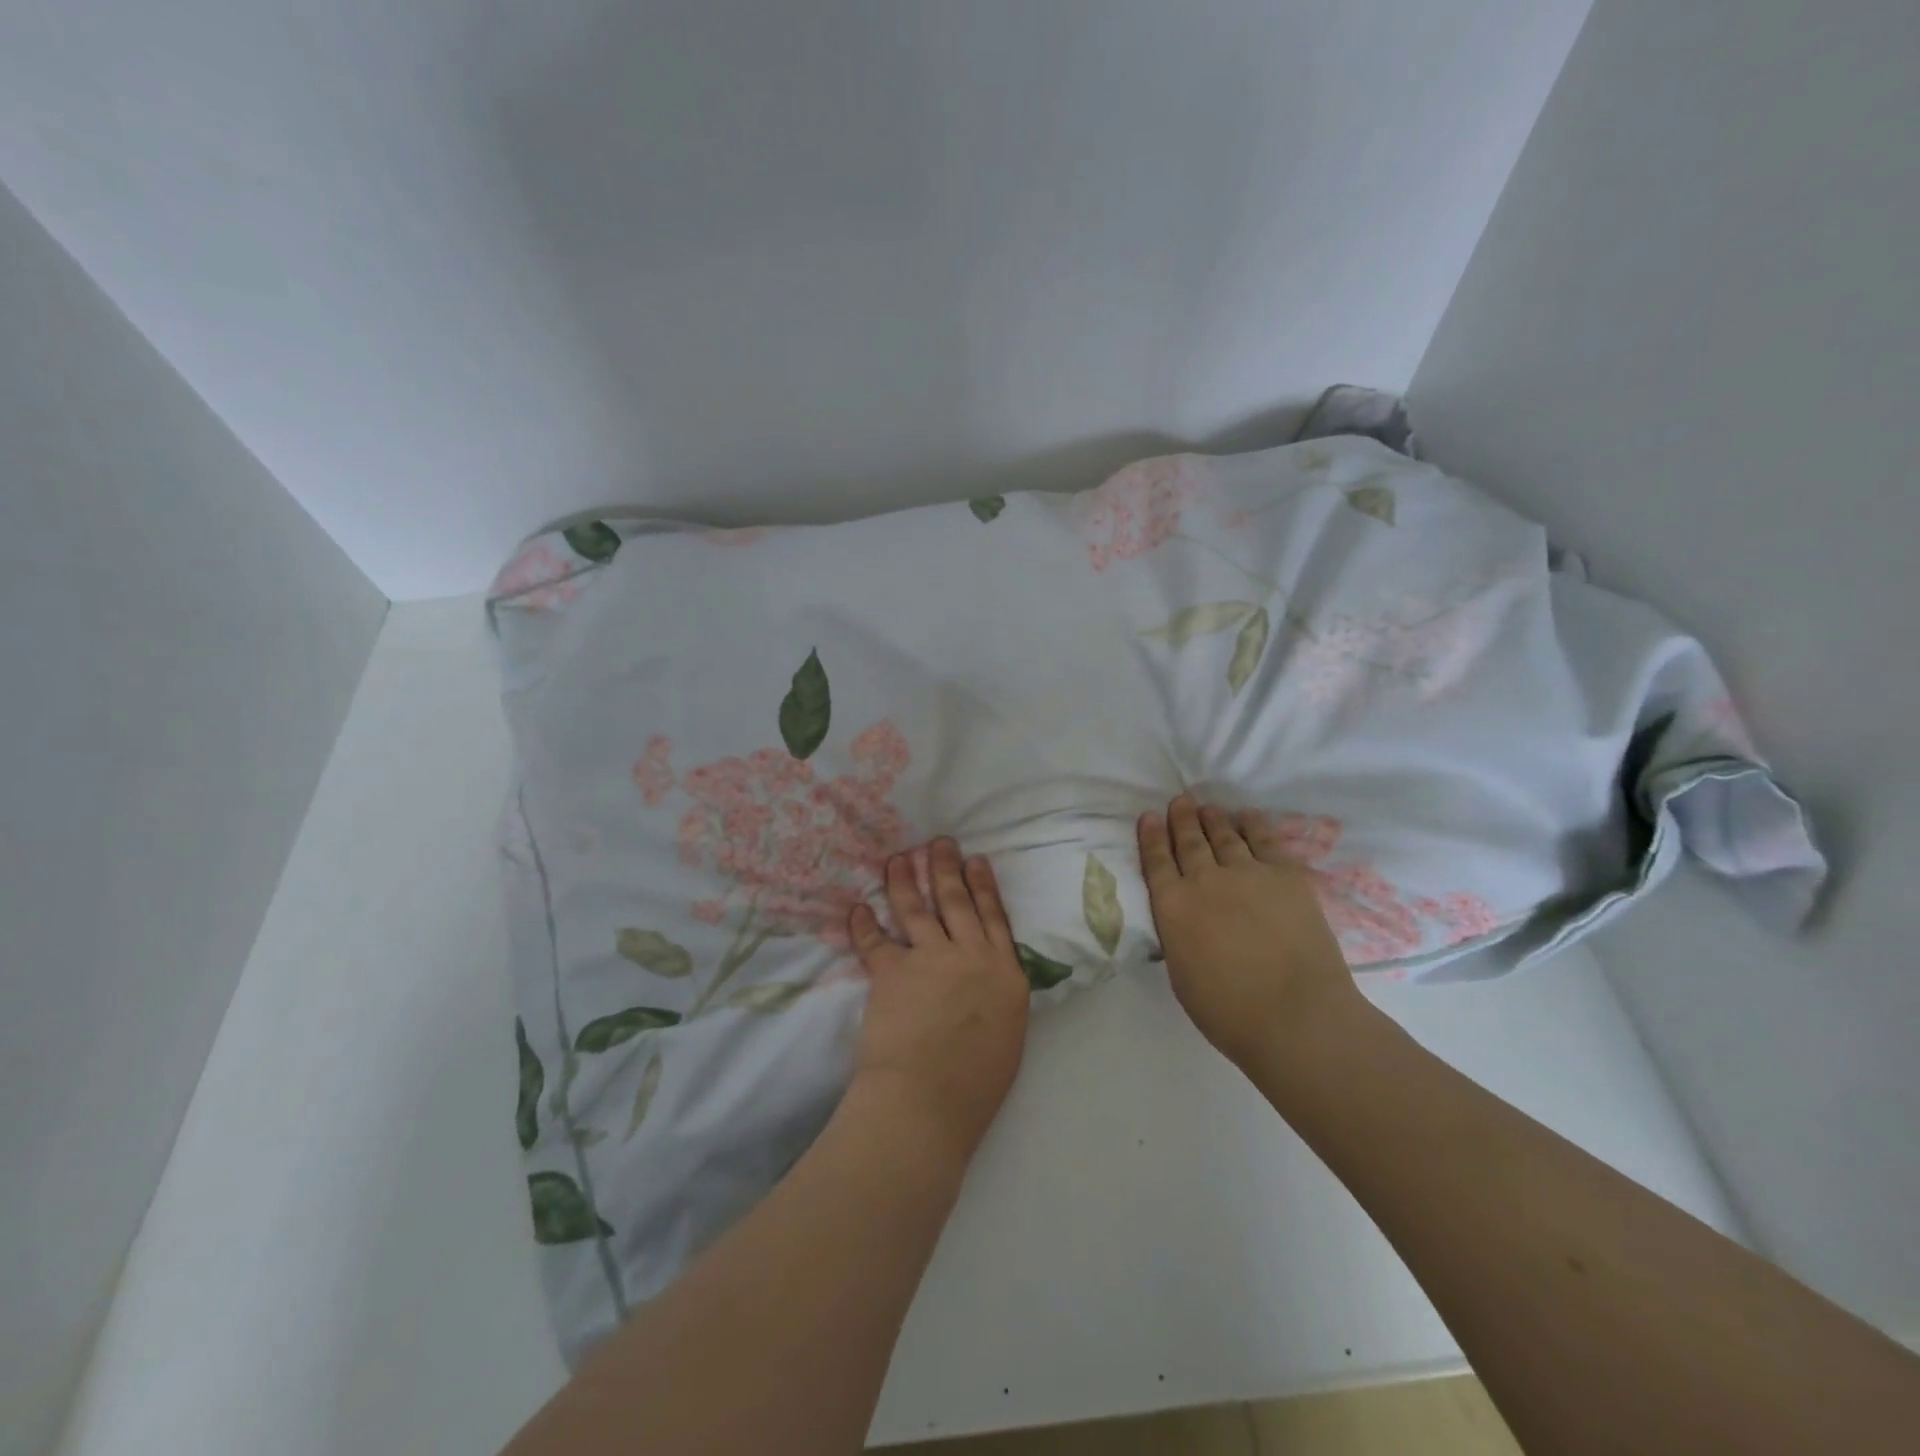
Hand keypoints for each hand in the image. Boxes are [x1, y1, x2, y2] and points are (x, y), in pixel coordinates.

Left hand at [846, 840, 1030, 1168]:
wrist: (928, 1100)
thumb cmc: (976, 1085)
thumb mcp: (1008, 1035)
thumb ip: (998, 999)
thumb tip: (988, 985)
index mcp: (1004, 973)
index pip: (993, 917)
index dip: (983, 886)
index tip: (976, 860)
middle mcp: (969, 956)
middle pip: (956, 901)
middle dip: (946, 868)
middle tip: (939, 843)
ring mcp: (930, 959)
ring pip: (916, 909)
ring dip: (904, 880)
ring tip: (898, 858)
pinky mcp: (892, 971)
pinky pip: (875, 940)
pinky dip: (864, 924)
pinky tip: (857, 908)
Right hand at [1139, 795, 1363, 1070]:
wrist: (1296, 1016)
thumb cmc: (1230, 1012)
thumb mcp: (1181, 974)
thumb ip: (1178, 936)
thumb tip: (1184, 920)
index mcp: (1173, 907)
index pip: (1156, 862)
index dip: (1152, 837)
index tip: (1149, 817)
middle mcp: (1204, 881)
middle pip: (1189, 842)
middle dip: (1181, 819)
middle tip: (1179, 802)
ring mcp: (1247, 873)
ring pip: (1225, 836)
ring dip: (1213, 819)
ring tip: (1207, 807)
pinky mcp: (1285, 875)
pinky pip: (1265, 840)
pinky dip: (1253, 825)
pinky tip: (1248, 816)